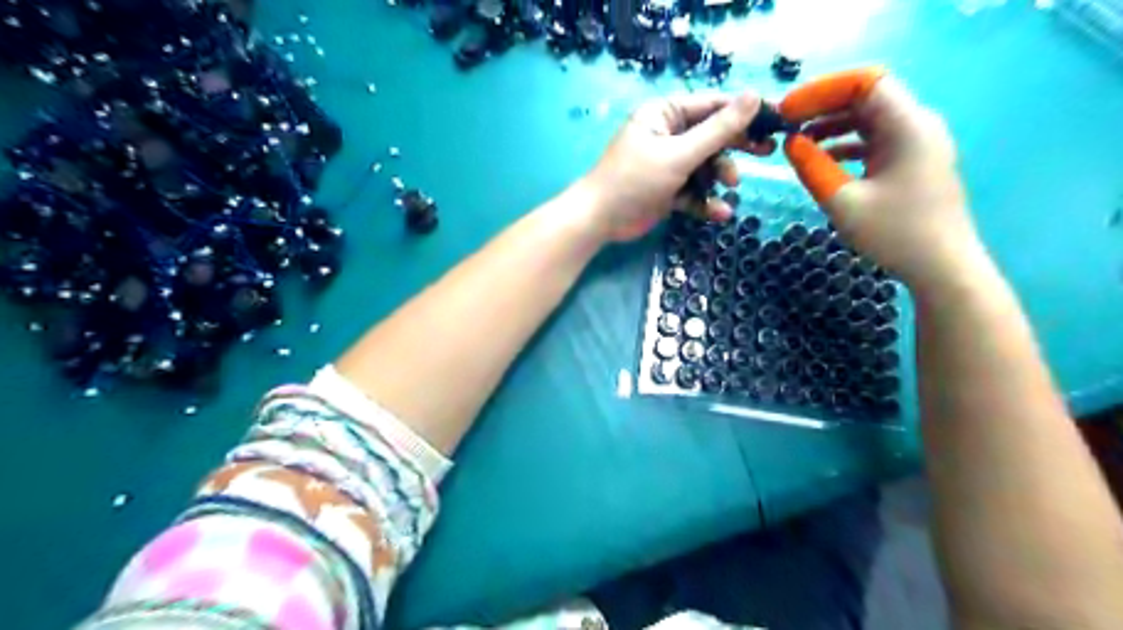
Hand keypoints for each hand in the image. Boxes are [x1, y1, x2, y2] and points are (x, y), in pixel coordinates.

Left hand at [584, 92, 776, 239]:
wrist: (600, 220)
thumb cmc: (635, 180)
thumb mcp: (680, 154)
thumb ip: (719, 130)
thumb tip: (755, 96)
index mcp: (666, 114)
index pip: (712, 105)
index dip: (744, 112)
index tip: (775, 119)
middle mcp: (668, 135)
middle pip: (712, 136)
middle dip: (736, 147)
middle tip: (767, 152)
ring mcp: (668, 164)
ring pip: (706, 166)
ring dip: (720, 177)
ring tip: (730, 187)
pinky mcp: (668, 190)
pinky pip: (695, 191)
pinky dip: (706, 201)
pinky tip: (719, 213)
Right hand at [783, 69, 990, 294]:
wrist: (942, 267)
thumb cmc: (894, 233)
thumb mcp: (843, 202)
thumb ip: (813, 167)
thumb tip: (790, 143)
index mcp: (907, 126)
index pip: (865, 83)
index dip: (822, 90)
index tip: (788, 110)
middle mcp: (917, 125)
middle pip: (867, 97)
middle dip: (823, 106)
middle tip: (787, 124)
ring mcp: (917, 143)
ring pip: (869, 119)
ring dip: (832, 125)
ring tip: (797, 142)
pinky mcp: (912, 162)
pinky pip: (875, 140)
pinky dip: (846, 144)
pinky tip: (822, 160)